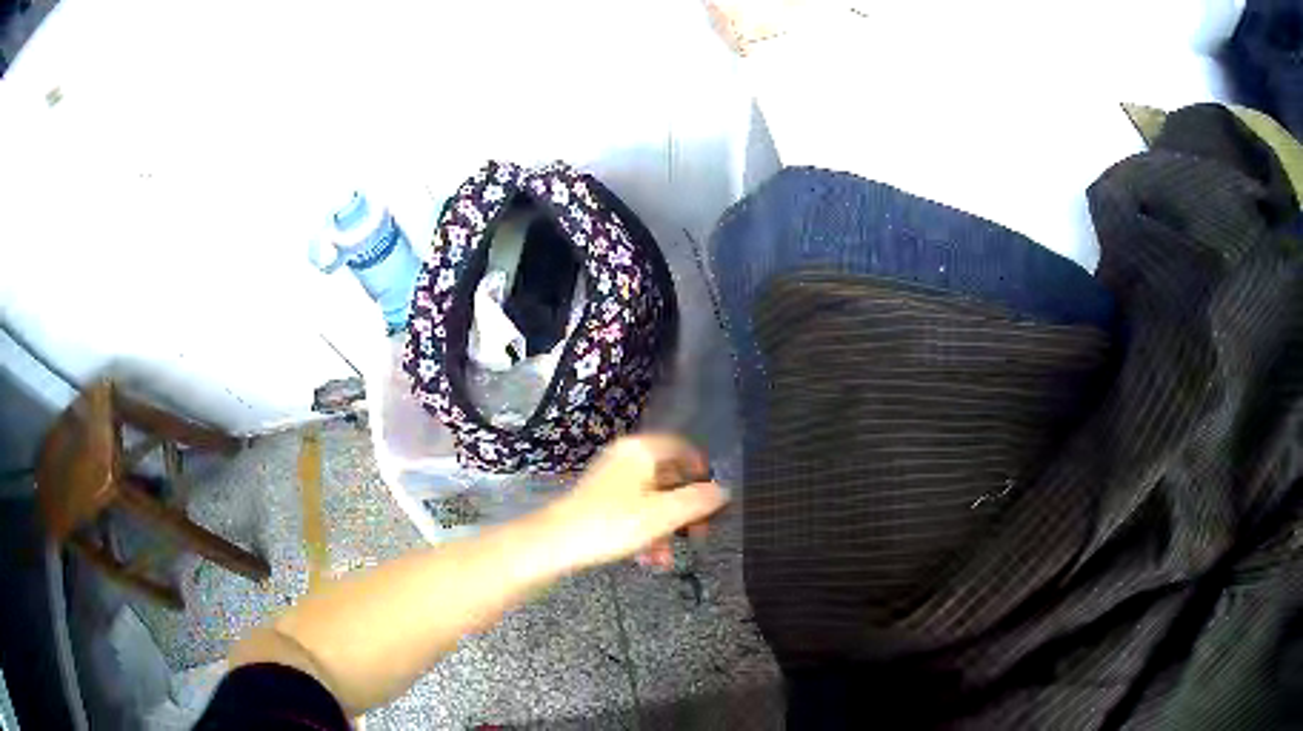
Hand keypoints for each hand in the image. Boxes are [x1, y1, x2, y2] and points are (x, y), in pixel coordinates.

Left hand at [542, 435, 728, 571]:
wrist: (555, 543)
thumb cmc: (611, 524)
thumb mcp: (662, 515)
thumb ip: (697, 501)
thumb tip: (723, 491)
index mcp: (641, 451)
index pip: (683, 448)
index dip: (702, 471)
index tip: (713, 498)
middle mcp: (626, 458)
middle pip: (669, 478)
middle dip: (684, 512)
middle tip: (697, 536)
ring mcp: (611, 479)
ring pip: (652, 500)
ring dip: (665, 529)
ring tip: (666, 559)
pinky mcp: (599, 500)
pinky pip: (633, 511)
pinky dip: (644, 532)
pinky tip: (647, 559)